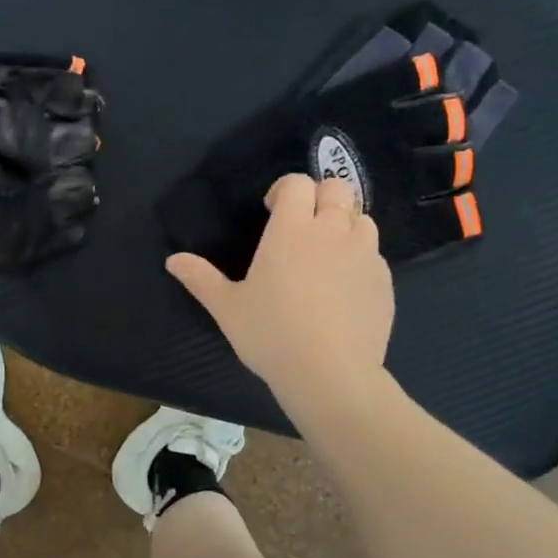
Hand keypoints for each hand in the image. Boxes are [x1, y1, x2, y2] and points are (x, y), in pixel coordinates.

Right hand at [167, 174, 393, 412]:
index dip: (285, 189)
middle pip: (338, 188)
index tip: (272, 210)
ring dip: (344, 224)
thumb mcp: (227, 308)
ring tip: (326, 253)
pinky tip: (343, 287)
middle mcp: (333, 231)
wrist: (330, 374)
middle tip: (302, 226)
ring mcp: (364, 255)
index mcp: (292, 230)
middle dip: (320, 197)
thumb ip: (201, 278)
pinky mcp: (384, 281)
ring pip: (362, 219)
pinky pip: (374, 255)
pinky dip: (359, 258)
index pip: (297, 183)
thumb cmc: (271, 335)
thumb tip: (173, 260)